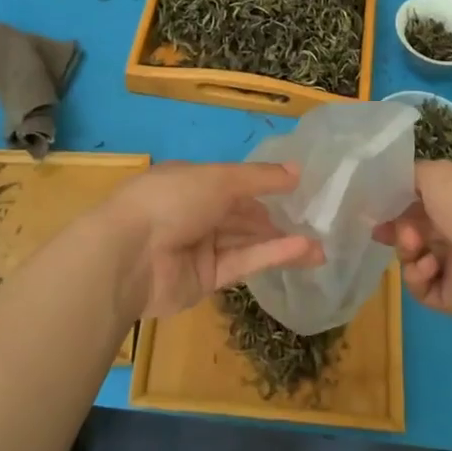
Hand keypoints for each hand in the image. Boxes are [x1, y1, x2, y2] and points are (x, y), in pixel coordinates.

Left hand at [102, 162, 321, 321]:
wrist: (129, 256)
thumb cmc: (172, 200)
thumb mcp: (220, 178)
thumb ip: (260, 178)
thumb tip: (298, 170)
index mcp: (190, 181)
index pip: (233, 183)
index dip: (264, 187)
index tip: (299, 192)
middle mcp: (194, 212)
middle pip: (242, 215)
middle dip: (278, 219)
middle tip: (318, 223)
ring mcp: (199, 248)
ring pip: (247, 241)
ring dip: (281, 241)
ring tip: (322, 246)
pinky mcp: (205, 280)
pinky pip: (242, 264)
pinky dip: (270, 256)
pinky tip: (303, 251)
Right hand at [374, 161, 451, 327]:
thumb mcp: (439, 173)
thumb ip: (413, 174)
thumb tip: (399, 186)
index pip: (430, 198)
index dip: (402, 201)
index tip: (380, 205)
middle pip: (419, 229)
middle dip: (398, 228)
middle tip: (382, 231)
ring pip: (416, 257)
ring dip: (407, 250)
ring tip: (414, 247)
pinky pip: (422, 286)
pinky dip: (418, 276)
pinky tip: (429, 268)